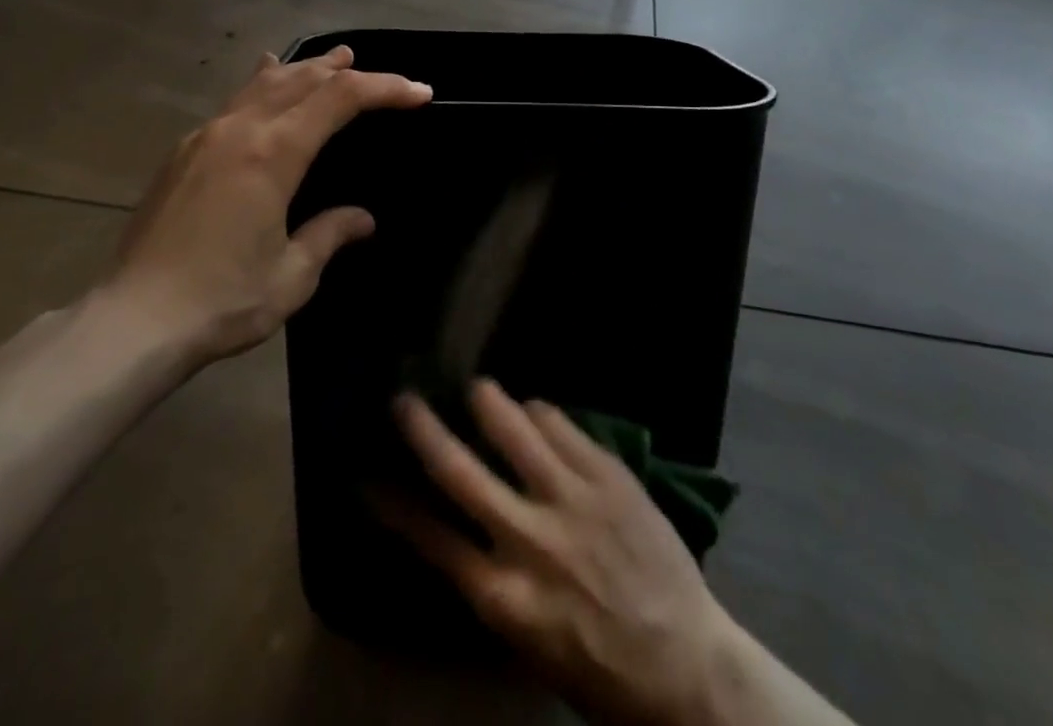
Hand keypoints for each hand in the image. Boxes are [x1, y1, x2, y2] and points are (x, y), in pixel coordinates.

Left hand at [101, 46, 430, 362]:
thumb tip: (362, 219)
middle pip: (302, 79)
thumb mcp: (292, 275)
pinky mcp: (183, 153)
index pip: (340, 98)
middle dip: (345, 70)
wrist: (133, 320)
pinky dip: (262, 85)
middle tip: (376, 70)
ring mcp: (206, 136)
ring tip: (330, 59)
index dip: (385, 88)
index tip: (419, 93)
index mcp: (273, 153)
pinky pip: (233, 102)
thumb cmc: (222, 300)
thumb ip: (330, 234)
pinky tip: (264, 80)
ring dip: (303, 68)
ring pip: (264, 83)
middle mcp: (240, 130)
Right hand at [383, 380, 743, 725]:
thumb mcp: (529, 640)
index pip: (432, 539)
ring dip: (488, 401)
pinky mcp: (609, 475)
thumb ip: (491, 580)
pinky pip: (562, 424)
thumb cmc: (600, 666)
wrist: (687, 666)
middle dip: (424, 430)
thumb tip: (456, 527)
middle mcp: (531, 541)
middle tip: (403, 399)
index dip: (393, 505)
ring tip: (477, 387)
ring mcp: (573, 500)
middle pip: (460, 471)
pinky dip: (540, 412)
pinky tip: (534, 409)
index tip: (366, 475)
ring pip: (514, 428)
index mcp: (506, 597)